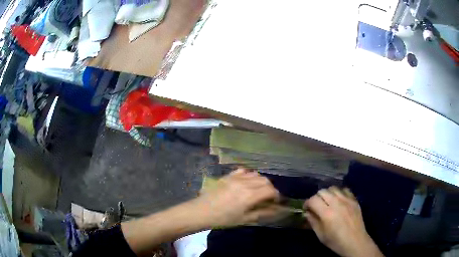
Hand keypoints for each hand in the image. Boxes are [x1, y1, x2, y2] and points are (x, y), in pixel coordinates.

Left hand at [194, 168, 280, 227]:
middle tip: (268, 198)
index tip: (276, 202)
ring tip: (258, 191)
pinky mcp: (228, 176)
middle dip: (270, 189)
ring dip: (261, 182)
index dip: (277, 196)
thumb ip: (262, 213)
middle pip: (265, 180)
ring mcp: (235, 177)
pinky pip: (243, 170)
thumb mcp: (244, 219)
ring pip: (256, 174)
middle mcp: (245, 183)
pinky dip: (249, 175)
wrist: (201, 212)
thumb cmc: (223, 219)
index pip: (271, 190)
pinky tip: (247, 183)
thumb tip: (277, 210)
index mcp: (249, 195)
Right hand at [304, 186, 383, 256]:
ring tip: (327, 201)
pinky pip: (345, 190)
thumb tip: (307, 213)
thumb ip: (313, 222)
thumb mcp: (320, 235)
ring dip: (327, 193)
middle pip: (322, 191)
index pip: (313, 199)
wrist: (355, 241)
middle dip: (316, 197)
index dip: (307, 203)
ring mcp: (347, 200)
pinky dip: (339, 193)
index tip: (306, 208)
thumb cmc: (336, 241)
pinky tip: (339, 200)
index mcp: (327, 213)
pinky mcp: (354, 200)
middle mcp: (337, 203)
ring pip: (333, 188)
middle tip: (316, 205)